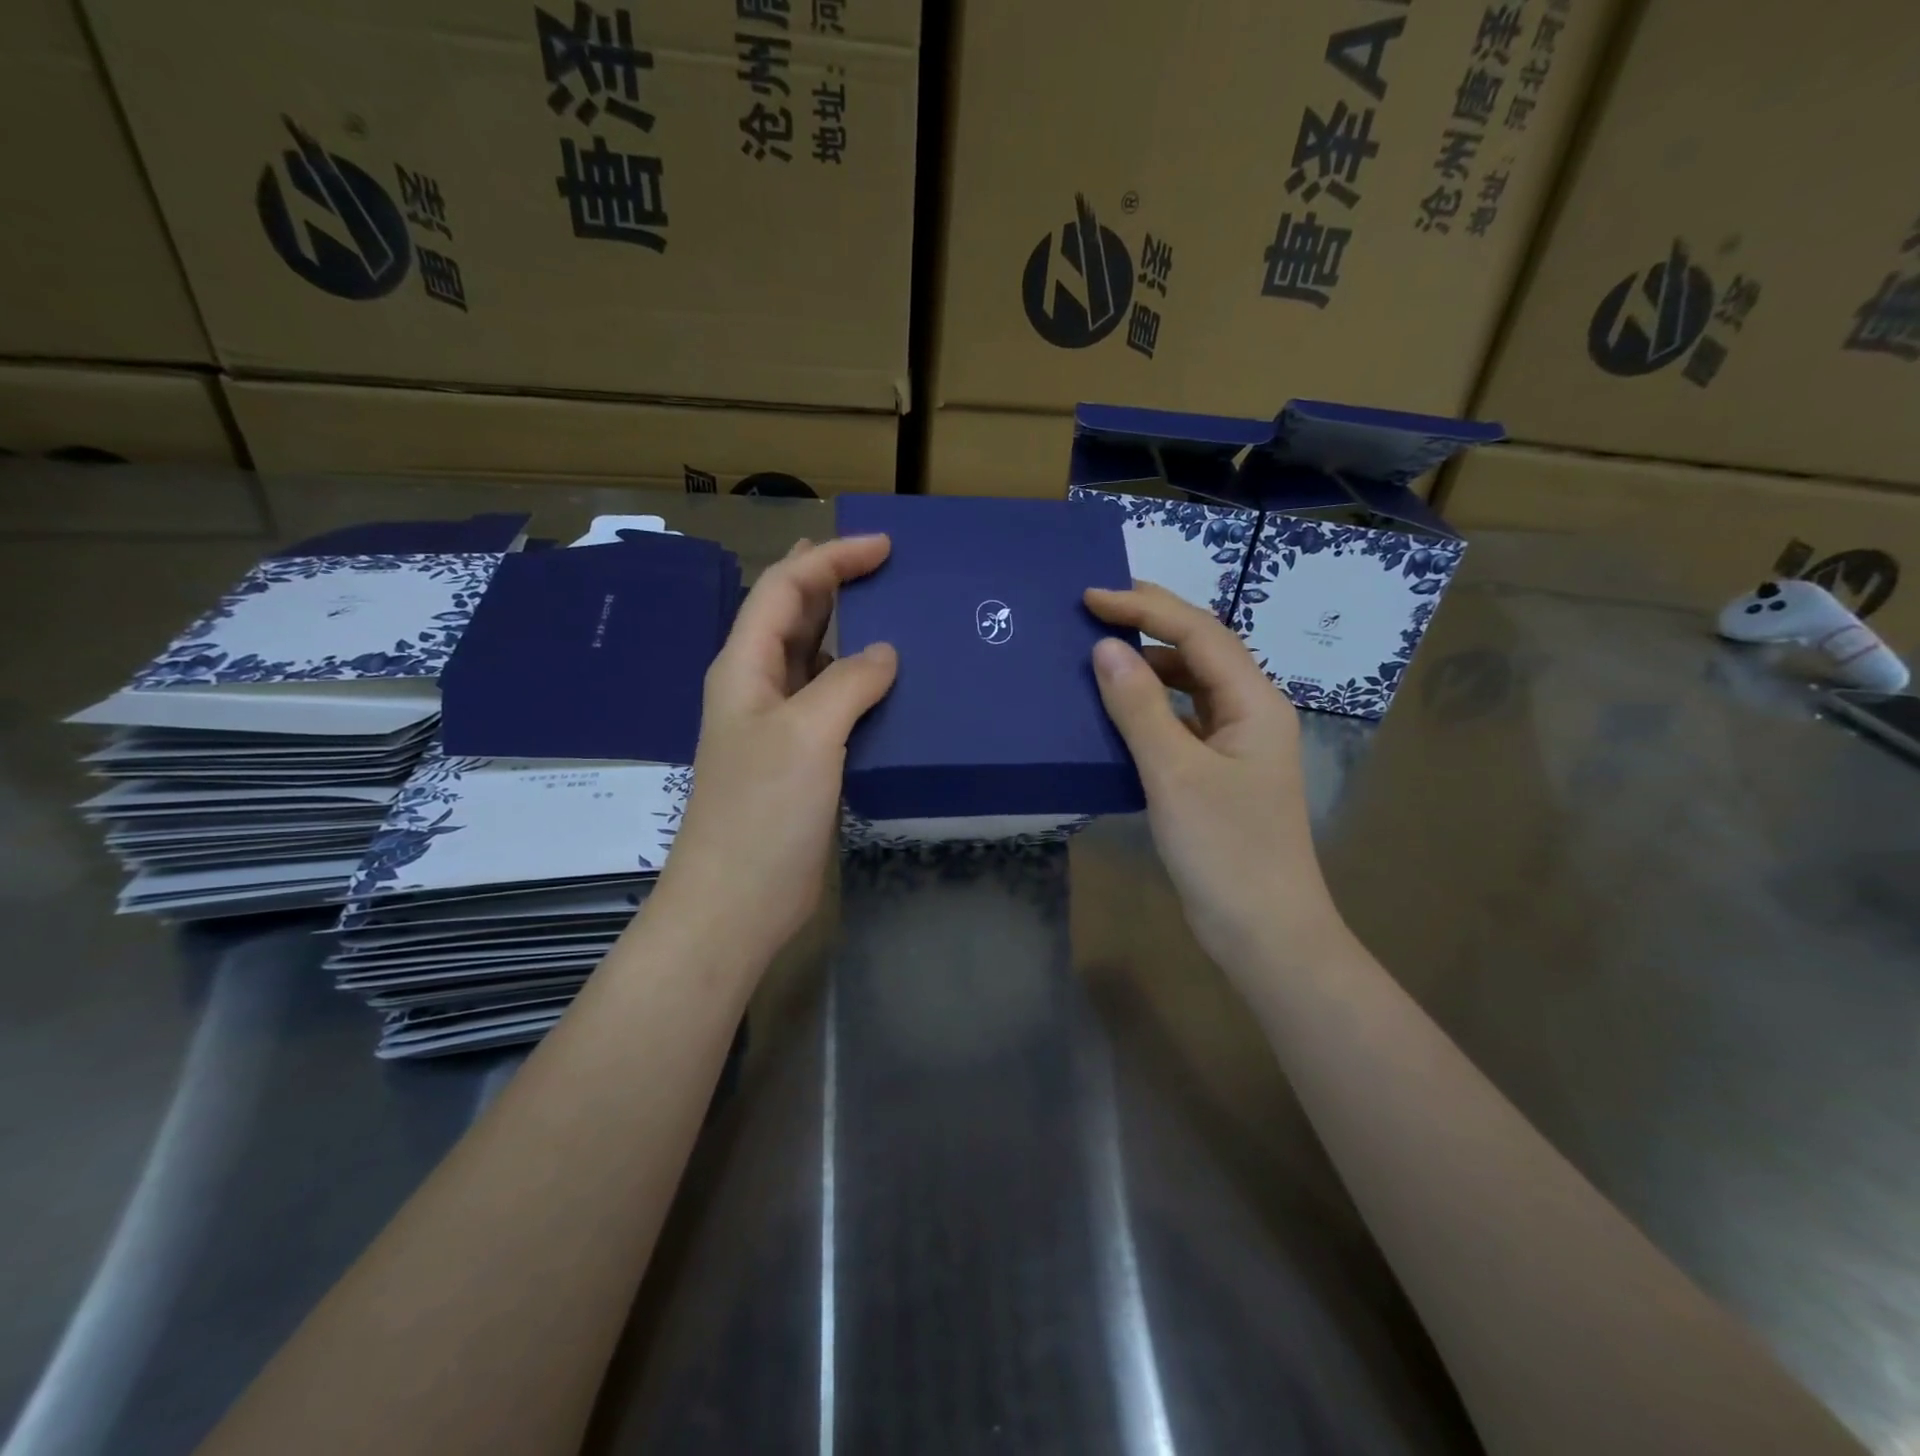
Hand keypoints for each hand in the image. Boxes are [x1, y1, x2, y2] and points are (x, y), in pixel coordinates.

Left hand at [648, 535, 896, 971]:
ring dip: (850, 632)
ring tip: (900, 616)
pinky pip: (832, 702)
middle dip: (837, 583)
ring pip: (815, 658)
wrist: (737, 901)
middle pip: (795, 615)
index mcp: (745, 665)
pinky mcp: (801, 758)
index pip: (785, 588)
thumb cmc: (763, 812)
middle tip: (891, 569)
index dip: (831, 558)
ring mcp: (779, 724)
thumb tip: (886, 653)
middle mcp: (758, 686)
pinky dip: (860, 683)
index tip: (884, 547)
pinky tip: (893, 684)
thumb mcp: (807, 734)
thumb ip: (848, 682)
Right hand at [1084, 583, 1347, 971]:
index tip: (1090, 598)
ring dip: (1148, 666)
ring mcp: (1237, 744)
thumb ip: (1139, 707)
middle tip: (1092, 611)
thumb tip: (1105, 648)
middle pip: (1199, 650)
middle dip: (1149, 625)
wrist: (1264, 932)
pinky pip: (1181, 722)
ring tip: (1099, 656)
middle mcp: (1251, 712)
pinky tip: (1117, 712)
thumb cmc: (1225, 850)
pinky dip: (1149, 708)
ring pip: (1190, 687)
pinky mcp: (1219, 773)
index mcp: (1254, 702)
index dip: (1144, 608)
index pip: (1198, 632)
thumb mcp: (1174, 774)